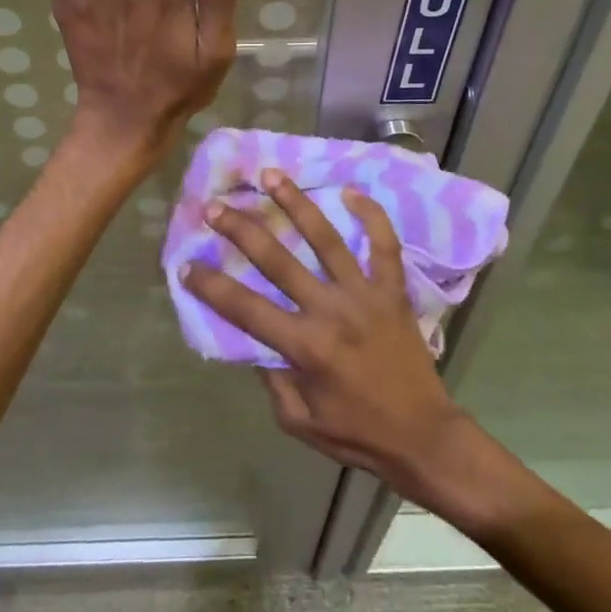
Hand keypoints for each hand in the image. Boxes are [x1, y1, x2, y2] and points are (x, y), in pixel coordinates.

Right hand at [182, 171, 471, 502]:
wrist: (423, 436)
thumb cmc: (357, 432)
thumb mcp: (298, 421)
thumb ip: (272, 377)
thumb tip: (254, 338)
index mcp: (305, 347)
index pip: (246, 309)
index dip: (212, 286)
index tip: (186, 265)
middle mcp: (331, 311)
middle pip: (278, 261)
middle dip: (242, 230)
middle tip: (215, 206)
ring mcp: (365, 295)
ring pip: (326, 239)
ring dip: (296, 204)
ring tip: (272, 175)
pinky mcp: (393, 290)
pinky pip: (384, 244)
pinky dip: (371, 216)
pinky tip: (350, 192)